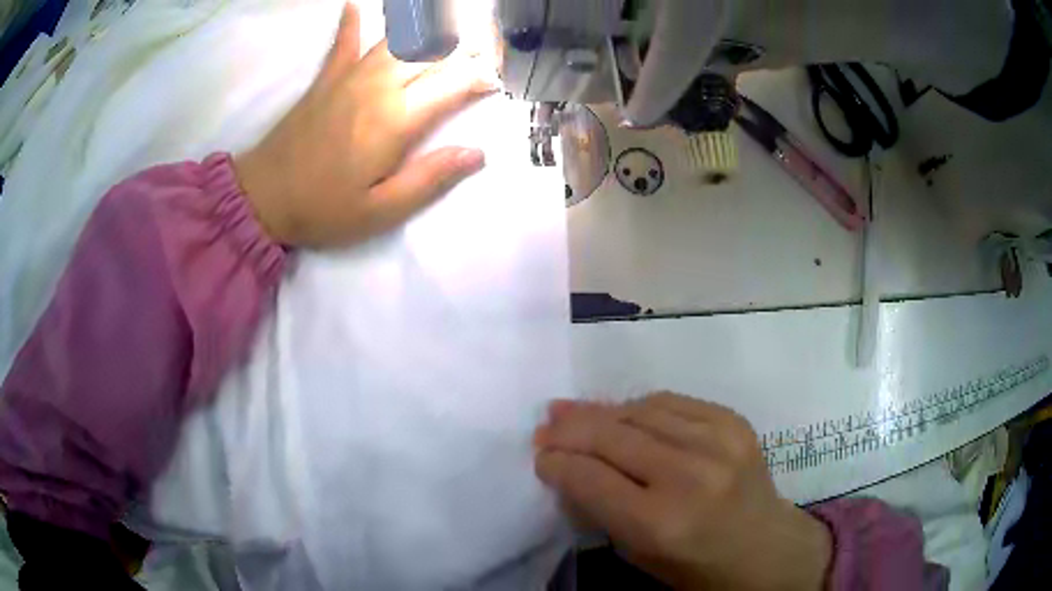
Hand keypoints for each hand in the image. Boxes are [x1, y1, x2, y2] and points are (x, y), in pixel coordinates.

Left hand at [235, 3, 493, 247]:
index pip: (455, 84)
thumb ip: (430, 179)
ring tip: (451, 21)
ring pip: (398, 37)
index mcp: (396, 120)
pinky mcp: (326, 78)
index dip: (483, 78)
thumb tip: (477, 154)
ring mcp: (349, 77)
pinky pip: (344, 41)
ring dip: (428, 27)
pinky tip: (356, 5)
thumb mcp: (381, 211)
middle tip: (488, 48)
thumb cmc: (323, 209)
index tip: (498, 82)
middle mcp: (378, 86)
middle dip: (468, 44)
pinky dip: (353, 22)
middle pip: (433, 50)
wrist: (263, 198)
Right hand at [534, 393, 832, 590]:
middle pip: (611, 437)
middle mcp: (688, 475)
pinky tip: (623, 412)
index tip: (540, 455)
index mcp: (660, 522)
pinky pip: (672, 402)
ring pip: (640, 412)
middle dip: (570, 429)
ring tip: (573, 410)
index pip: (591, 478)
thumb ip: (601, 510)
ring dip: (600, 411)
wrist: (766, 549)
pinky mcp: (734, 423)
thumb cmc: (697, 567)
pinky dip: (640, 406)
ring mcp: (717, 442)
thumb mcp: (639, 554)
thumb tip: (567, 467)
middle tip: (546, 423)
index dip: (557, 462)